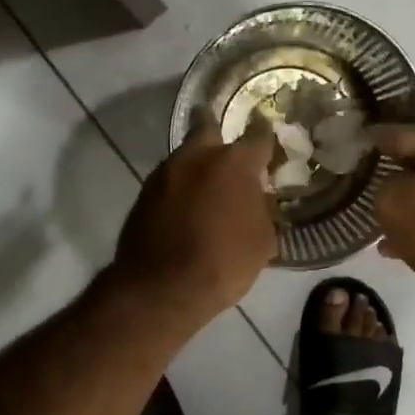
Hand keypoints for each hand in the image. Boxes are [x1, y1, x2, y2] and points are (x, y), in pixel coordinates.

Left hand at [109, 109, 276, 331]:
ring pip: (185, 155)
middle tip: (229, 152)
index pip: (259, 135)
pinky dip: (180, 187)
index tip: (270, 147)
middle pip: (208, 126)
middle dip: (219, 132)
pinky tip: (186, 207)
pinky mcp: (144, 192)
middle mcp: (197, 156)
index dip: (267, 138)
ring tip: (207, 187)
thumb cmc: (224, 264)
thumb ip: (262, 209)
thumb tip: (257, 199)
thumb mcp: (262, 241)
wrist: (161, 289)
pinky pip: (169, 180)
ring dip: (197, 165)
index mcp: (234, 163)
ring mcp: (165, 172)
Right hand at [369, 126, 414, 308]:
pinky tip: (400, 244)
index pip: (408, 134)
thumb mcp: (390, 201)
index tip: (362, 139)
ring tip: (385, 219)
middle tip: (373, 177)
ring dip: (414, 202)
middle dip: (400, 172)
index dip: (380, 138)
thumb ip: (385, 183)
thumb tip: (394, 186)